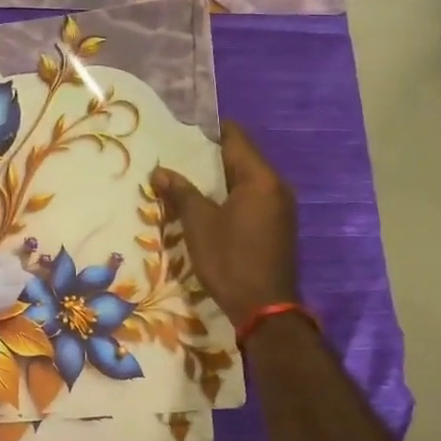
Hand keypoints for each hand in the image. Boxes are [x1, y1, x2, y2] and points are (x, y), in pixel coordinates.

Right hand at [152, 122, 298, 327]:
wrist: (264, 309)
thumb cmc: (230, 259)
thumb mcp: (199, 224)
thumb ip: (181, 193)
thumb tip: (160, 171)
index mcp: (260, 178)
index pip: (236, 138)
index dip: (209, 131)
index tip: (182, 131)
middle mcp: (276, 187)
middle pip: (241, 158)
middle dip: (209, 157)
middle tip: (176, 157)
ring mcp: (280, 208)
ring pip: (246, 181)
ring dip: (218, 180)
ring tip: (185, 181)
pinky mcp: (277, 226)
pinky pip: (251, 199)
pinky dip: (230, 197)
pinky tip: (206, 206)